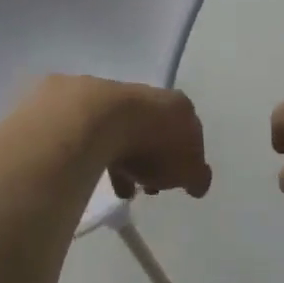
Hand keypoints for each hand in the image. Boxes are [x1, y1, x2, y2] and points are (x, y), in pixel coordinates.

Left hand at [29, 76, 212, 199]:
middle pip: (156, 130)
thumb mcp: (187, 169)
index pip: (190, 133)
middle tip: (148, 185)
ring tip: (120, 187)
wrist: (98, 119)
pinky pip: (97, 133)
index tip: (175, 182)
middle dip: (154, 159)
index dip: (185, 159)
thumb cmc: (153, 145)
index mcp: (179, 107)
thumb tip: (199, 182)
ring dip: (126, 158)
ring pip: (125, 132)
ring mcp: (116, 97)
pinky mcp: (84, 103)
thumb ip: (198, 176)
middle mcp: (150, 95)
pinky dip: (100, 152)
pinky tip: (95, 173)